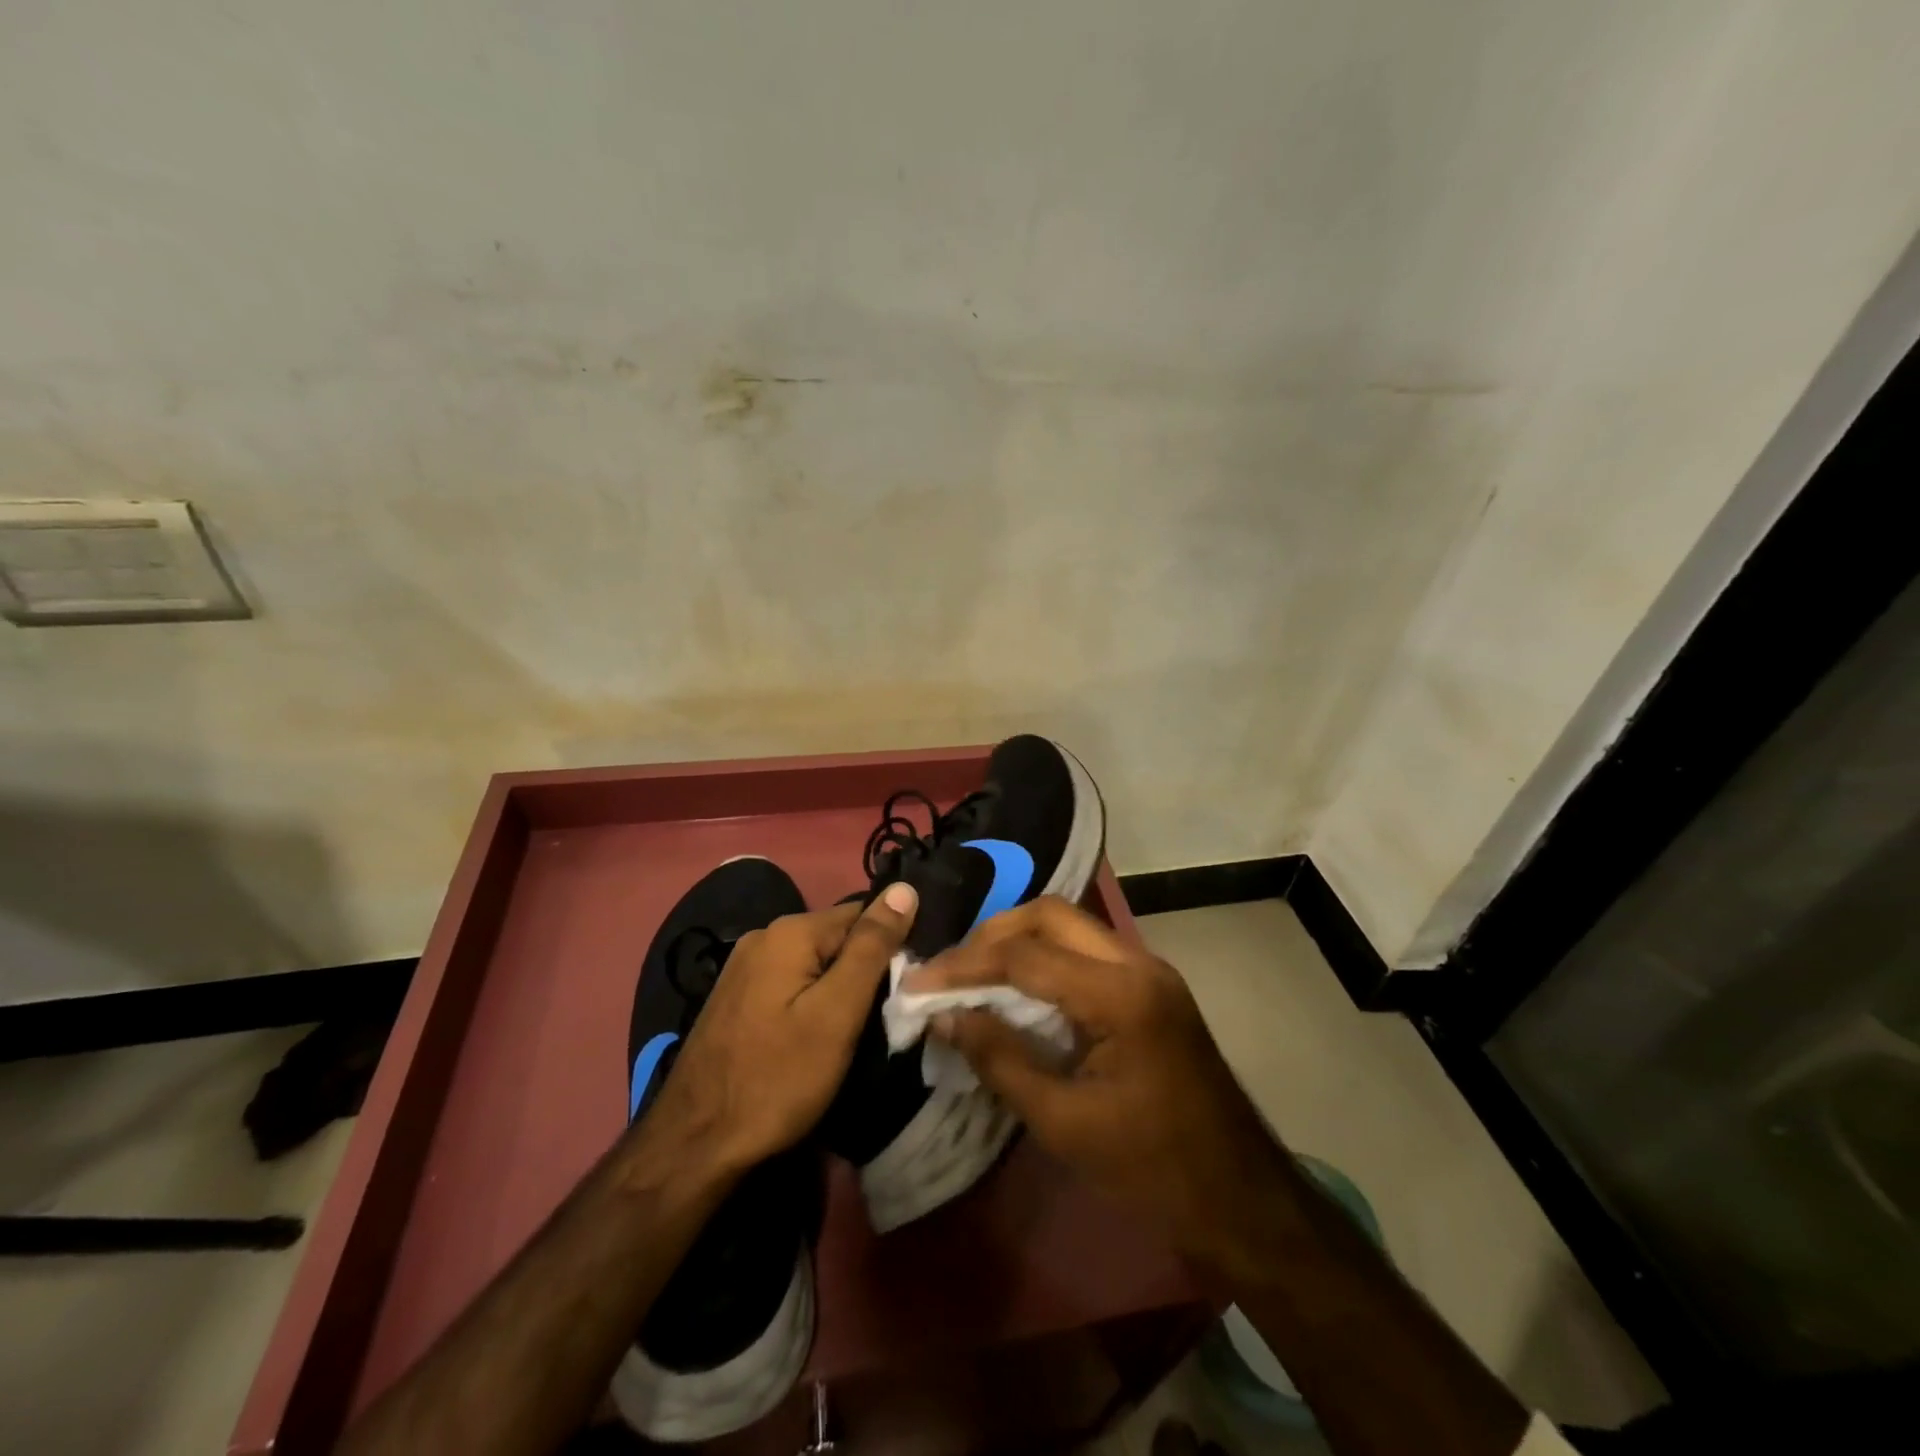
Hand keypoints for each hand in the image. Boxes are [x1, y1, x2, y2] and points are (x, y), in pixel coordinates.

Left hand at [645, 883, 916, 1175]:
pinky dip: (813, 1001)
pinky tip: (819, 1035)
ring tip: (859, 1029)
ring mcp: (743, 968)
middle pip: (836, 938)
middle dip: (866, 968)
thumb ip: (872, 947)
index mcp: (790, 931)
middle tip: (888, 1015)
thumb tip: (904, 887)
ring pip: (814, 963)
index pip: (863, 913)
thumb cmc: (778, 1077)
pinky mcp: (736, 999)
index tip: (911, 985)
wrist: (695, 1144)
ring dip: (840, 987)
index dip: (893, 945)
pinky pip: (791, 983)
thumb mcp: (838, 1011)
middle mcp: (763, 937)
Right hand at [911, 896, 1292, 1276]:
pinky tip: (1015, 987)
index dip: (964, 965)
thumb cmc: (1152, 1170)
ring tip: (972, 973)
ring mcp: (1148, 970)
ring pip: (1069, 926)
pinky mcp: (1149, 986)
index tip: (919, 983)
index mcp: (1121, 995)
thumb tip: (945, 1016)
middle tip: (949, 970)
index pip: (1026, 956)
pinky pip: (1085, 950)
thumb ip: (1000, 1059)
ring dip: (1017, 941)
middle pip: (1050, 916)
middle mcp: (1138, 962)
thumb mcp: (1064, 1124)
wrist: (1240, 1198)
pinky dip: (1043, 958)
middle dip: (991, 935)